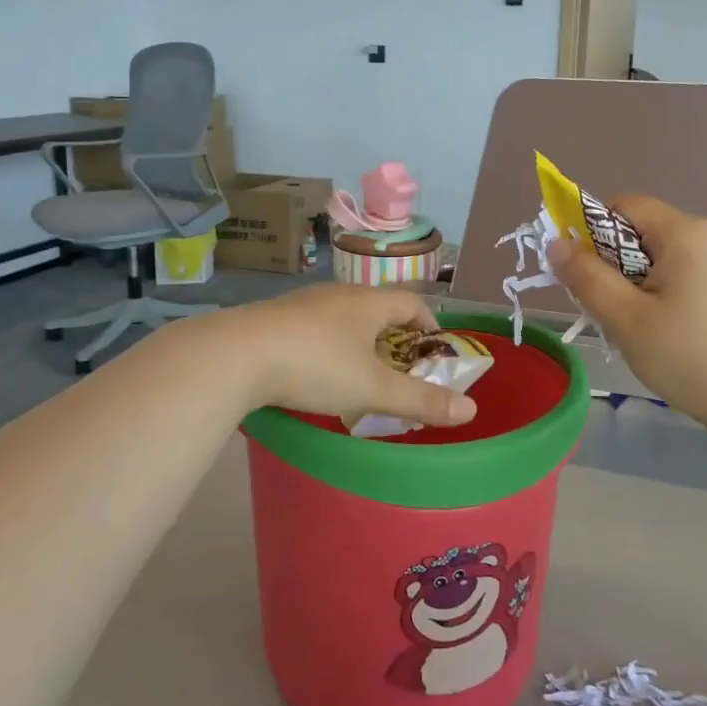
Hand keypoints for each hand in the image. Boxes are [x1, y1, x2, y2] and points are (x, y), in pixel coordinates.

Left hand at [222, 285, 478, 427]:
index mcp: (368, 303)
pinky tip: (314, 374)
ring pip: (342, 319)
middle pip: (377, 310)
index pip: (412, 303)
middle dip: (393, 339)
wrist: (236, 355)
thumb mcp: (374, 389)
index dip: (430, 327)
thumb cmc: (316, 366)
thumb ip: (421, 400)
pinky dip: (325, 348)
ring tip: (358, 377)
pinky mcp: (273, 320)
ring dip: (357, 343)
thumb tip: (470, 410)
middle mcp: (337, 295)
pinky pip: (312, 329)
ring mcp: (301, 305)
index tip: (435, 354)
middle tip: (400, 372)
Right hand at [551, 195, 706, 449]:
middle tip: (602, 309)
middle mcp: (706, 237)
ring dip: (630, 286)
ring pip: (656, 260)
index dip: (589, 231)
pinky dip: (656, 297)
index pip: (621, 205)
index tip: (579, 273)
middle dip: (609, 264)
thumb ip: (586, 276)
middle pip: (638, 232)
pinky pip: (678, 278)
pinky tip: (660, 336)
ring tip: (630, 328)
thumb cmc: (691, 355)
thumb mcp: (625, 317)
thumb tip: (556, 243)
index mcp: (682, 232)